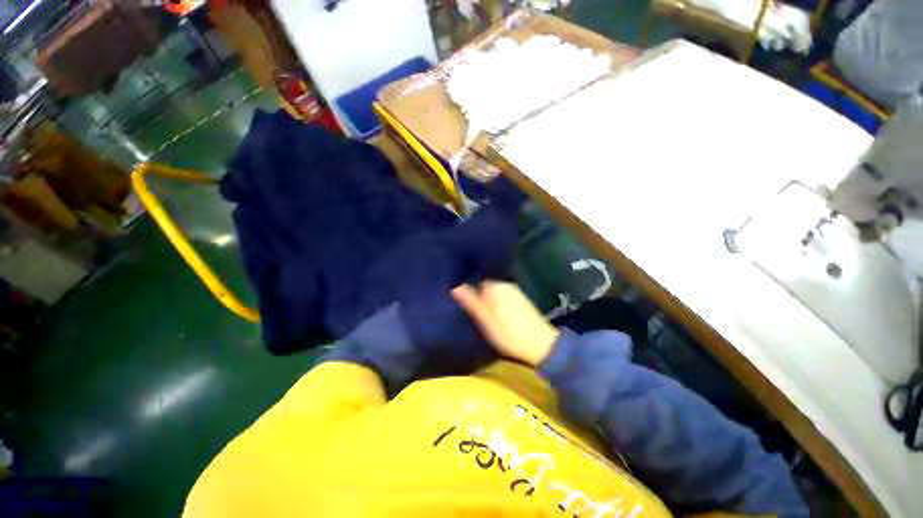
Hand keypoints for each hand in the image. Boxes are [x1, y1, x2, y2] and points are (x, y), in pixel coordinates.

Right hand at [452, 281, 558, 366]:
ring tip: (477, 307)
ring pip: (493, 290)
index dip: (466, 286)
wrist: (541, 344)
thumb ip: (470, 301)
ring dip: (485, 296)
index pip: (475, 278)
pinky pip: (501, 295)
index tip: (458, 295)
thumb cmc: (508, 333)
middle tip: (465, 303)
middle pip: (484, 283)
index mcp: (495, 286)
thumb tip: (455, 287)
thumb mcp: (485, 319)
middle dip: (475, 291)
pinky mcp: (520, 299)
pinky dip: (495, 300)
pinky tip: (493, 310)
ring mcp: (514, 290)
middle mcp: (505, 284)